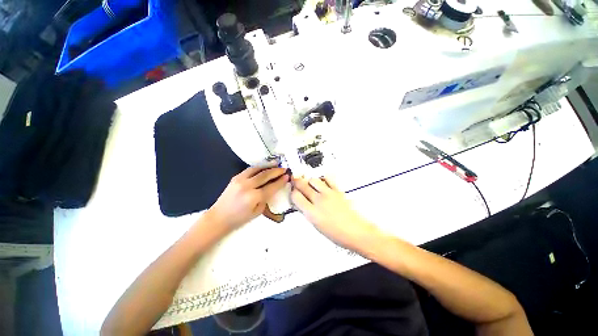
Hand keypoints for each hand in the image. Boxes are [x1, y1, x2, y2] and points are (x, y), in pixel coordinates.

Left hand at [206, 166, 288, 229]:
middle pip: (265, 175)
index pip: (271, 187)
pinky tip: (264, 166)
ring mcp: (240, 180)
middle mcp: (247, 186)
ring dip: (268, 166)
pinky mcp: (235, 177)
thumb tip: (273, 188)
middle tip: (284, 169)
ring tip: (276, 163)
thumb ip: (266, 199)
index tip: (287, 176)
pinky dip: (259, 167)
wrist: (219, 217)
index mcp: (253, 197)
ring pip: (257, 169)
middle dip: (276, 171)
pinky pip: (250, 169)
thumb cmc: (239, 218)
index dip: (280, 181)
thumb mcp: (257, 212)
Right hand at [291, 177, 378, 250]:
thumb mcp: (317, 226)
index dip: (293, 193)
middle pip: (302, 185)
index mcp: (312, 213)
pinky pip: (328, 179)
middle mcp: (318, 201)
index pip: (296, 196)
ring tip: (310, 184)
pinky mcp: (337, 191)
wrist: (356, 232)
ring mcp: (328, 194)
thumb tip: (302, 204)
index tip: (294, 192)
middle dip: (297, 182)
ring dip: (309, 181)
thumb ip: (308, 212)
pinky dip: (323, 179)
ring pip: (313, 180)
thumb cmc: (337, 234)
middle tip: (296, 181)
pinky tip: (323, 182)